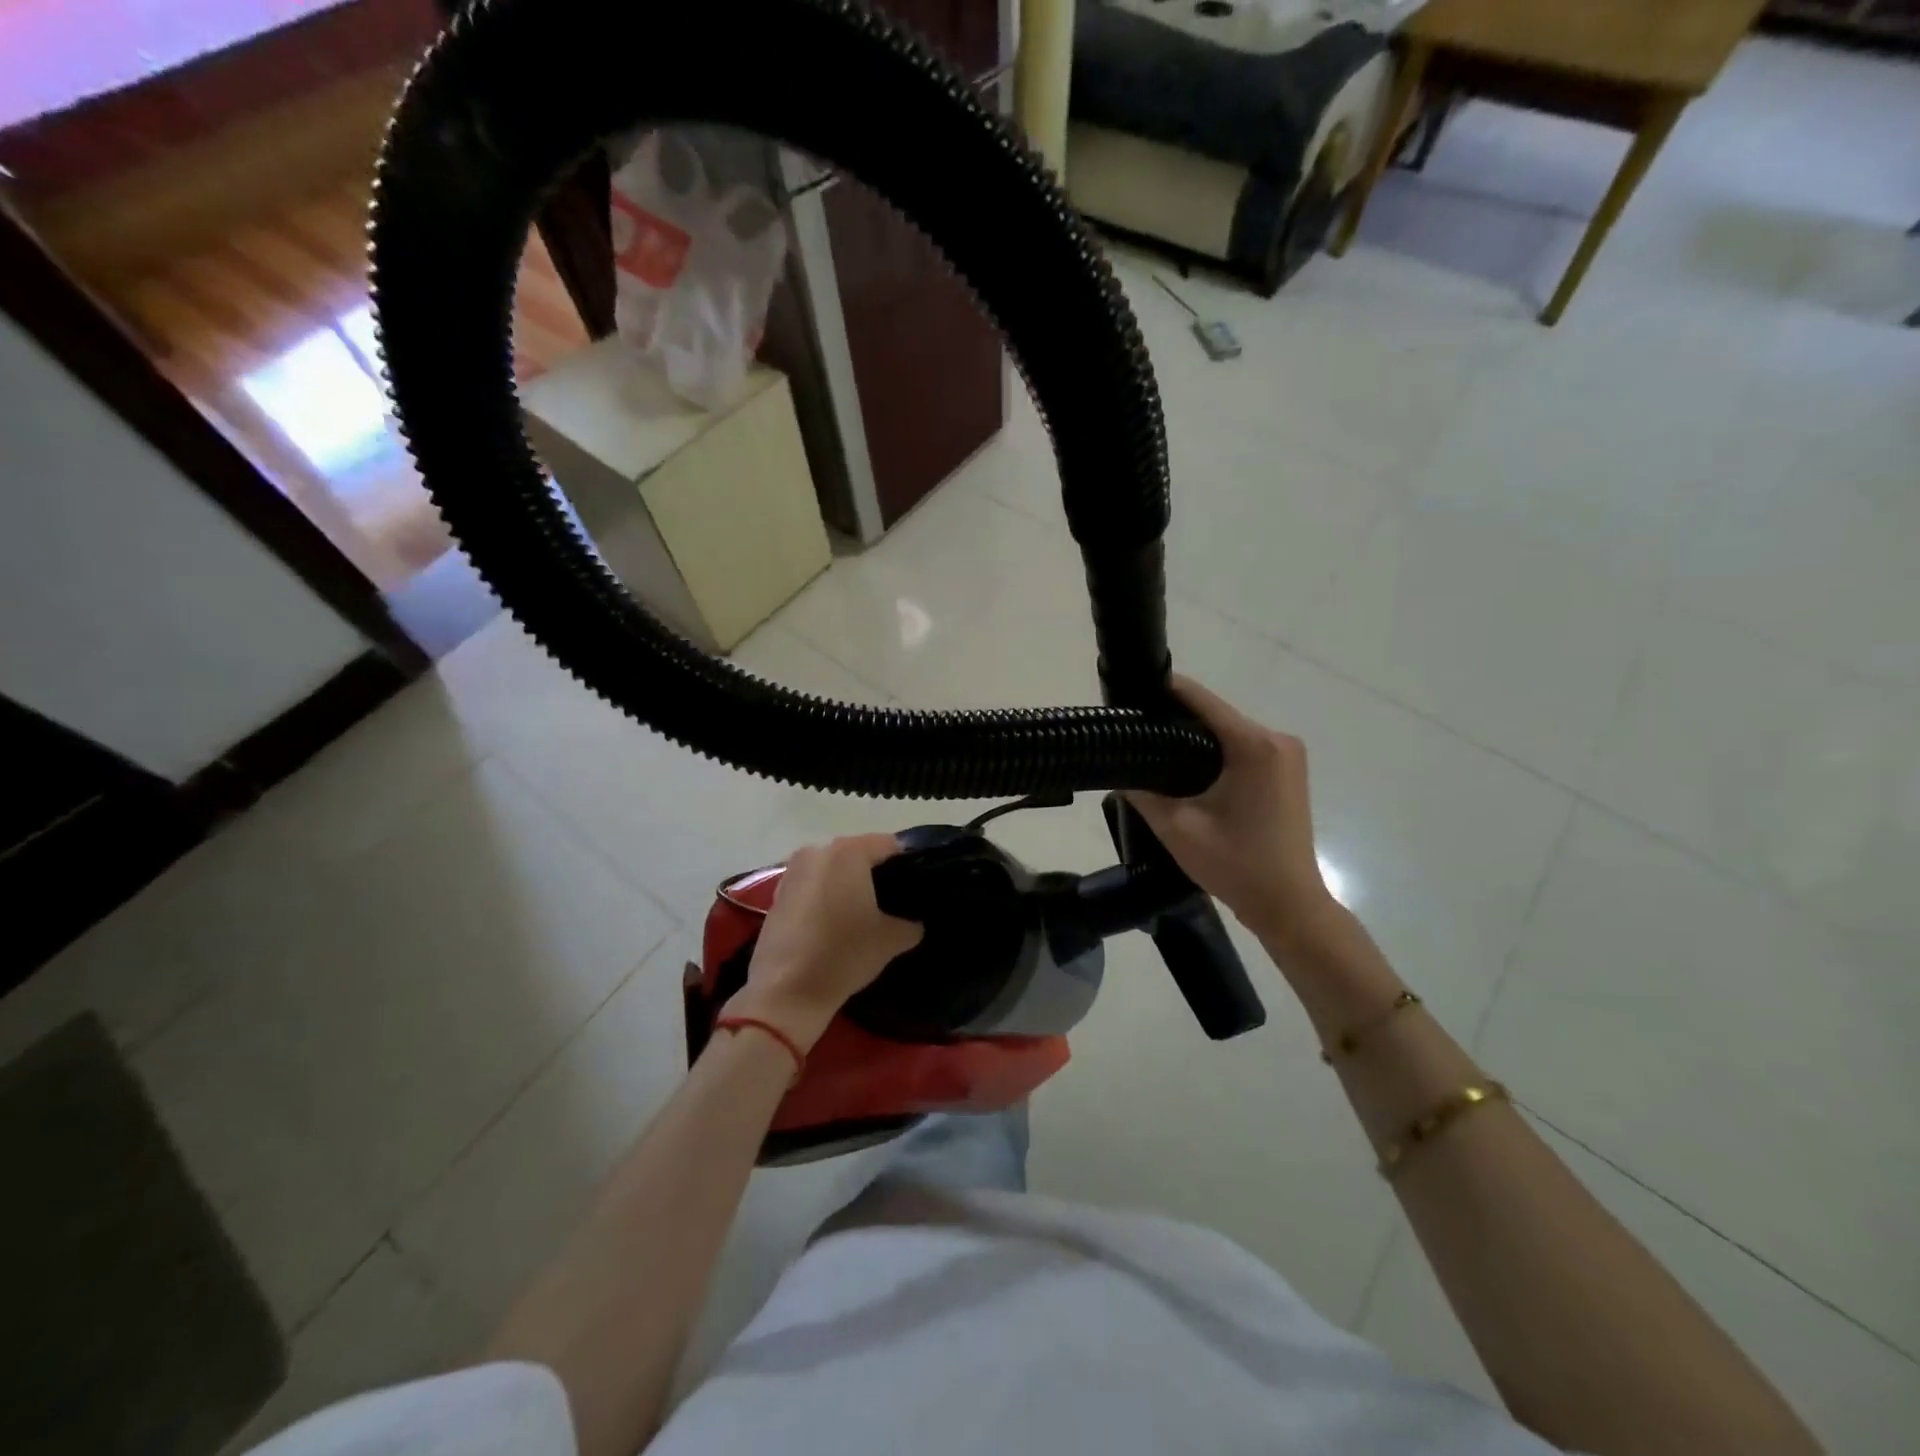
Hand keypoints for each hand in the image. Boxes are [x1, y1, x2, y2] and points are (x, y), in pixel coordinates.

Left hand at [729, 833, 922, 1050]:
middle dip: (876, 874)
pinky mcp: (777, 893)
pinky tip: (835, 923)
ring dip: (849, 885)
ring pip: (833, 869)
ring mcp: (793, 870)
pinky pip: (813, 885)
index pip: (890, 845)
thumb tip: (913, 922)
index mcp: (849, 852)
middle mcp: (818, 850)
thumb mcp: (891, 940)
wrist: (785, 991)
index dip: (908, 864)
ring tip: (864, 914)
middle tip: (893, 902)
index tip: (916, 888)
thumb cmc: (843, 954)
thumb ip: (911, 923)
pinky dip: (826, 897)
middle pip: (859, 853)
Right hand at [1127, 676, 1337, 947]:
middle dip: (1175, 719)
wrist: (1289, 906)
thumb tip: (1117, 772)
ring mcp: (1287, 755)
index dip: (1163, 692)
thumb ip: (1143, 794)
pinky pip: (1243, 749)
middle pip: (1216, 715)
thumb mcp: (1178, 828)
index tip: (1130, 694)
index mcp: (1254, 745)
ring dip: (1194, 738)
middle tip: (1134, 731)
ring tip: (1152, 749)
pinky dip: (1215, 753)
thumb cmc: (1237, 865)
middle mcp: (1277, 740)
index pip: (1202, 700)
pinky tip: (1186, 768)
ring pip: (1228, 732)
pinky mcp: (1287, 772)